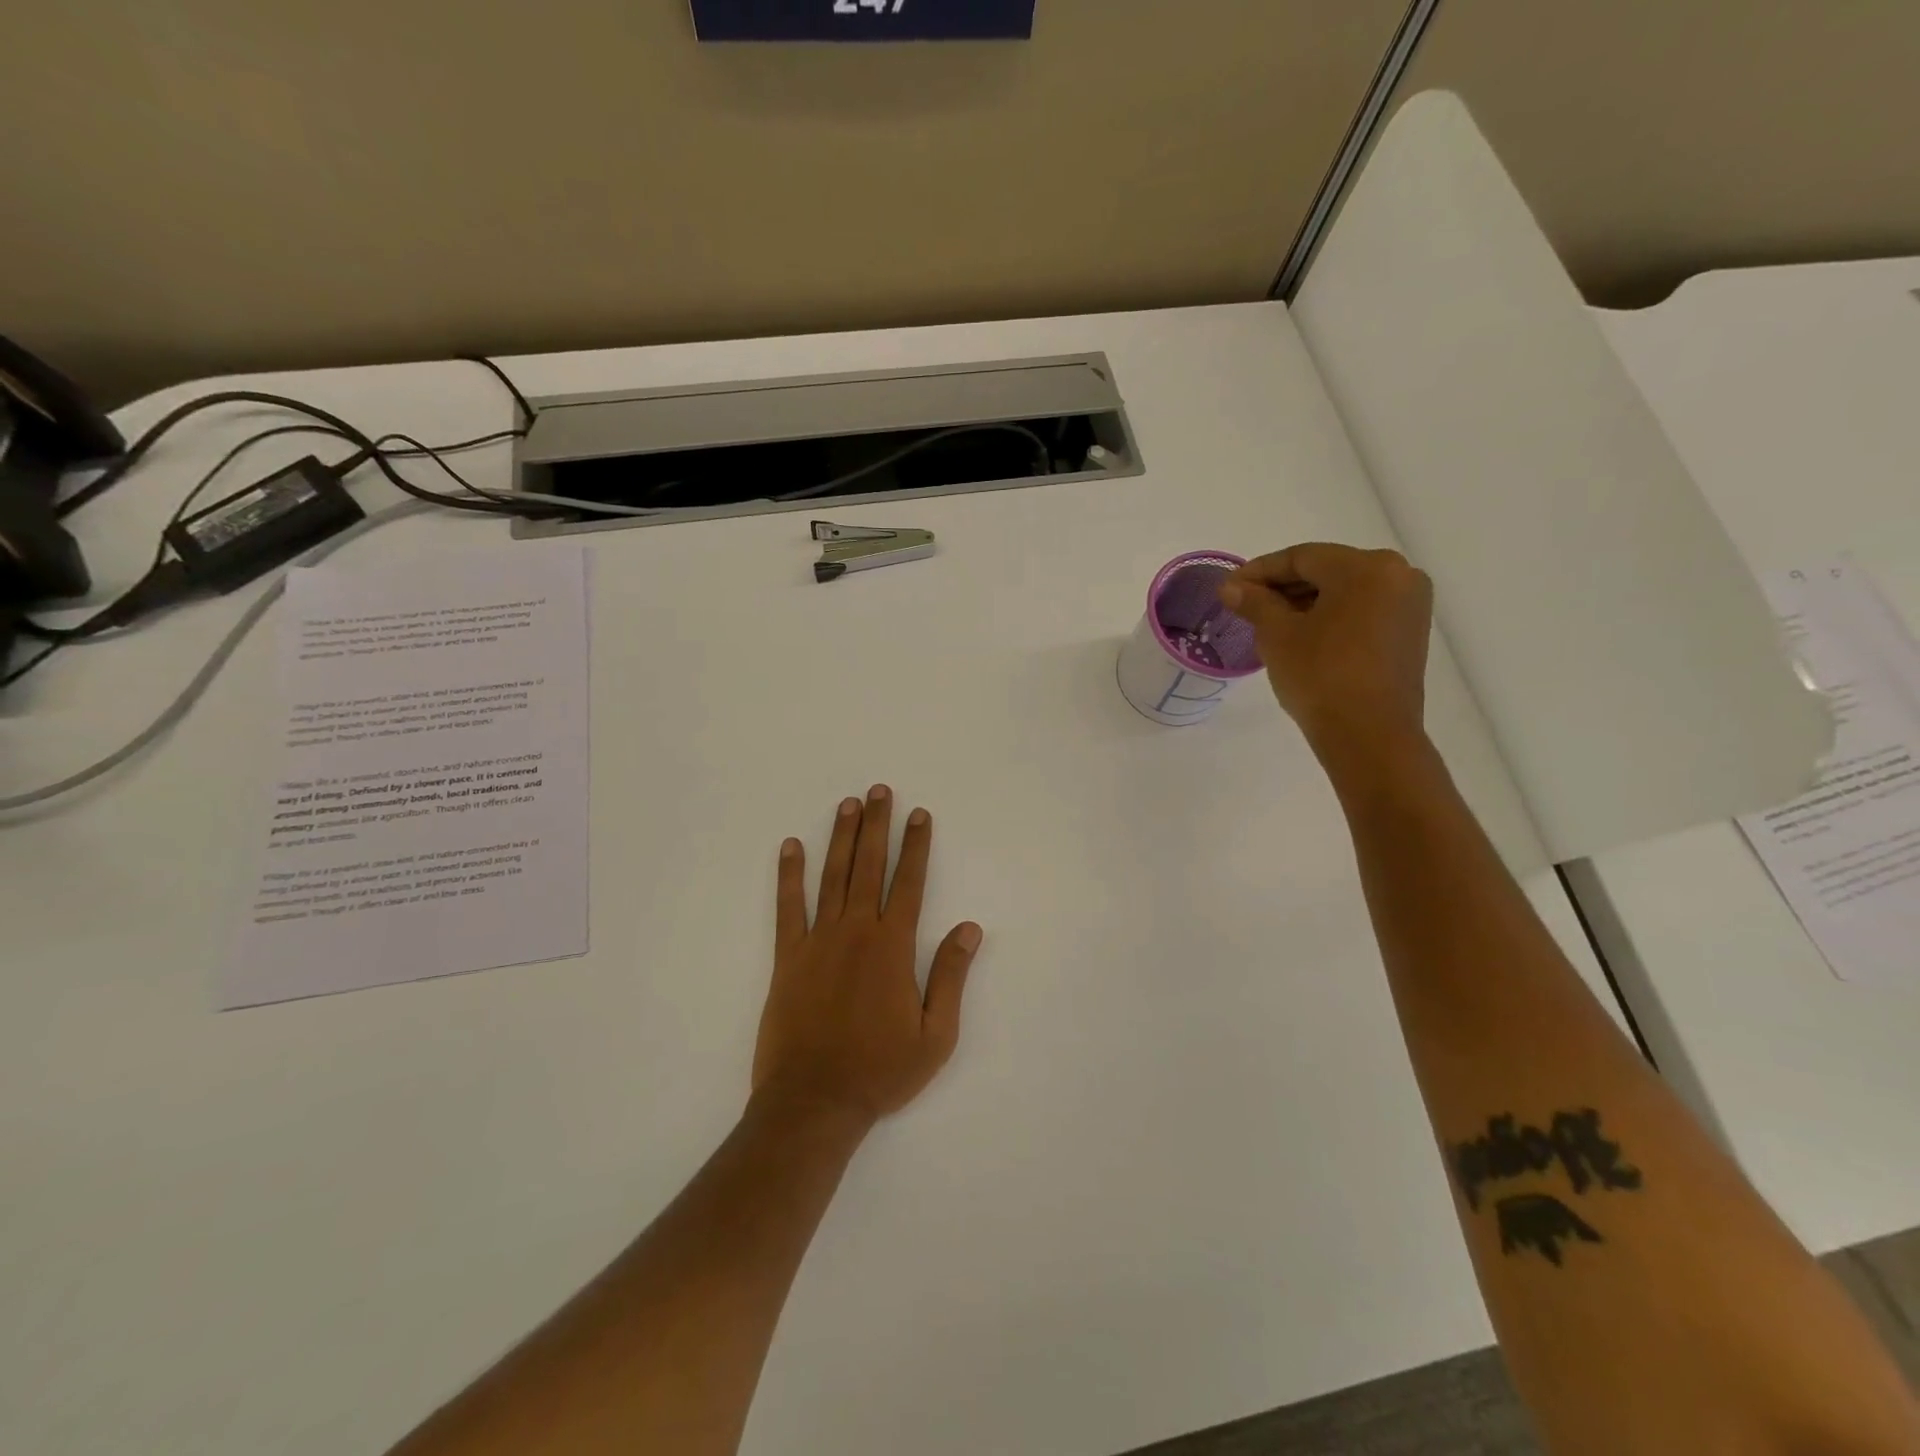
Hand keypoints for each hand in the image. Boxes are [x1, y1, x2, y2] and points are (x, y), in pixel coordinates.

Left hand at [752, 786, 983, 1127]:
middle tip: (879, 790)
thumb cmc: (880, 1071)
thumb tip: (970, 928)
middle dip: (877, 825)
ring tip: (847, 804)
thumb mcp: (935, 1035)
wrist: (814, 1102)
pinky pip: (788, 906)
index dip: (916, 846)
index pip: (910, 883)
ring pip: (832, 876)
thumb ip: (950, 976)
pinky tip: (790, 847)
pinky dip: (790, 875)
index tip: (919, 815)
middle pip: (869, 866)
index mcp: (893, 947)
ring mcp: (818, 941)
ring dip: (841, 837)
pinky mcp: (788, 957)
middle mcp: (856, 932)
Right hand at [1219, 544, 1433, 762]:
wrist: (1368, 734)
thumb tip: (1231, 587)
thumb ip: (1254, 602)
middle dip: (1282, 587)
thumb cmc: (1320, 676)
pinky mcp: (1410, 632)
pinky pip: (1362, 610)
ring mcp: (1409, 605)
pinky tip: (1301, 634)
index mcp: (1366, 567)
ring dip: (1305, 602)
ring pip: (1345, 591)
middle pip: (1327, 570)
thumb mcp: (1277, 635)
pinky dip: (1330, 616)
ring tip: (1268, 622)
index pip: (1302, 557)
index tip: (1229, 588)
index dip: (1259, 571)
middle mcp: (1397, 575)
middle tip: (1245, 605)